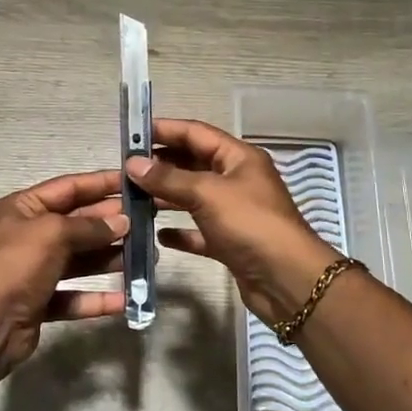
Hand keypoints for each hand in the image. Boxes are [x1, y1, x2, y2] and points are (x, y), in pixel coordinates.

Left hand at [0, 169, 129, 368]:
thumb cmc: (16, 265)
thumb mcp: (52, 233)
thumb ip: (89, 226)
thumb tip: (122, 222)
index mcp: (22, 208)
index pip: (68, 188)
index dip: (101, 183)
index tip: (134, 183)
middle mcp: (26, 236)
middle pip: (76, 224)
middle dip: (111, 224)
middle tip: (148, 223)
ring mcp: (32, 271)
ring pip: (79, 261)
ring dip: (110, 259)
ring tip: (147, 258)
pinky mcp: (39, 303)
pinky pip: (74, 296)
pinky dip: (97, 297)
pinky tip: (125, 299)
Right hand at [126, 118, 340, 327]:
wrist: (287, 280)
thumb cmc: (250, 225)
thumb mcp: (207, 193)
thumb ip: (168, 178)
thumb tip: (133, 163)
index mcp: (239, 158)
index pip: (196, 133)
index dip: (165, 130)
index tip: (132, 133)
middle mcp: (237, 181)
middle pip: (193, 164)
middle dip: (161, 165)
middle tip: (125, 169)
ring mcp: (234, 213)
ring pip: (193, 198)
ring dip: (165, 197)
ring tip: (132, 198)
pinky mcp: (230, 243)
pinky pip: (199, 231)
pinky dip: (180, 231)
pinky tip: (157, 235)